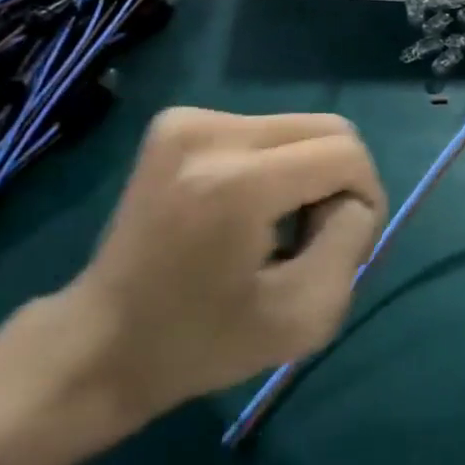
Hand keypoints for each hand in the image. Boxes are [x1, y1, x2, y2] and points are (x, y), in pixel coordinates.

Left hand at [34, 108, 386, 447]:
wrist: (100, 343)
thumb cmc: (202, 344)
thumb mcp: (305, 317)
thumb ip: (351, 242)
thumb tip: (352, 196)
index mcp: (236, 183)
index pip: (346, 154)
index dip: (365, 198)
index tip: (341, 247)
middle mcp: (209, 133)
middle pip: (328, 130)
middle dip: (339, 182)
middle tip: (311, 238)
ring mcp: (186, 121)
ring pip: (299, 128)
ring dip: (307, 173)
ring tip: (275, 227)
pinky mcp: (175, 122)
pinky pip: (264, 130)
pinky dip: (275, 166)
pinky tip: (245, 209)